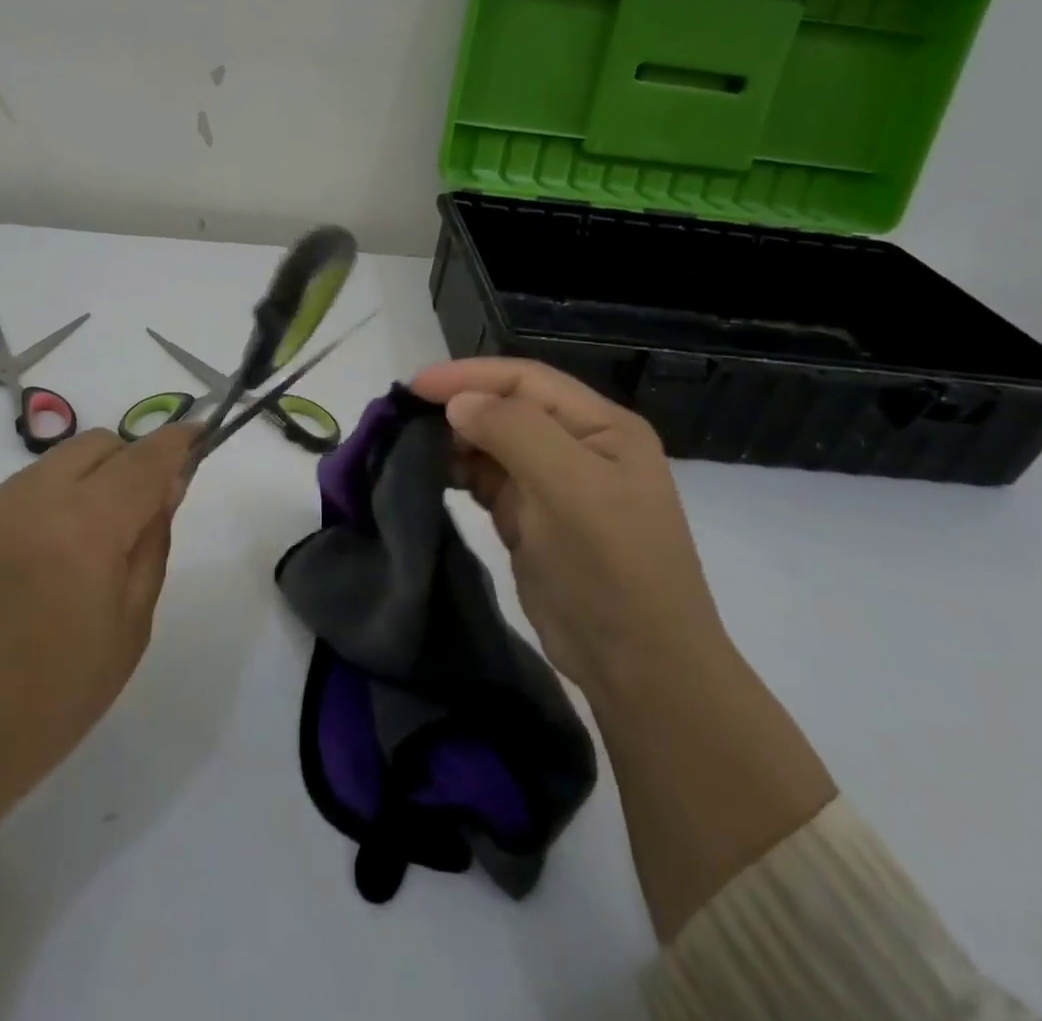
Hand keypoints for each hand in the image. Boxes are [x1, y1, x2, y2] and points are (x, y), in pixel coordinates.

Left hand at [0, 423, 195, 944]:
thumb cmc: (48, 705)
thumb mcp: (128, 630)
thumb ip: (151, 545)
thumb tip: (166, 488)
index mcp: (83, 530)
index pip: (143, 461)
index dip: (177, 441)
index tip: (198, 434)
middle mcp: (28, 502)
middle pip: (96, 445)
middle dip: (127, 462)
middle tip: (133, 515)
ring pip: (51, 468)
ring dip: (80, 488)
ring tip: (73, 553)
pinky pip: (10, 497)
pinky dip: (37, 513)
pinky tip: (24, 573)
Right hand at [410, 359, 833, 941]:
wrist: (637, 666)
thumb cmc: (612, 567)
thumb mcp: (571, 489)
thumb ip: (515, 432)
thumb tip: (458, 403)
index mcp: (601, 427)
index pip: (526, 380)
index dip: (469, 375)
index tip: (415, 386)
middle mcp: (578, 446)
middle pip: (507, 408)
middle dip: (458, 407)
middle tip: (403, 418)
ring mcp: (554, 484)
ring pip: (493, 443)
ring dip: (454, 440)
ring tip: (410, 446)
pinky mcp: (530, 519)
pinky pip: (487, 480)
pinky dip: (458, 473)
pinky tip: (430, 475)